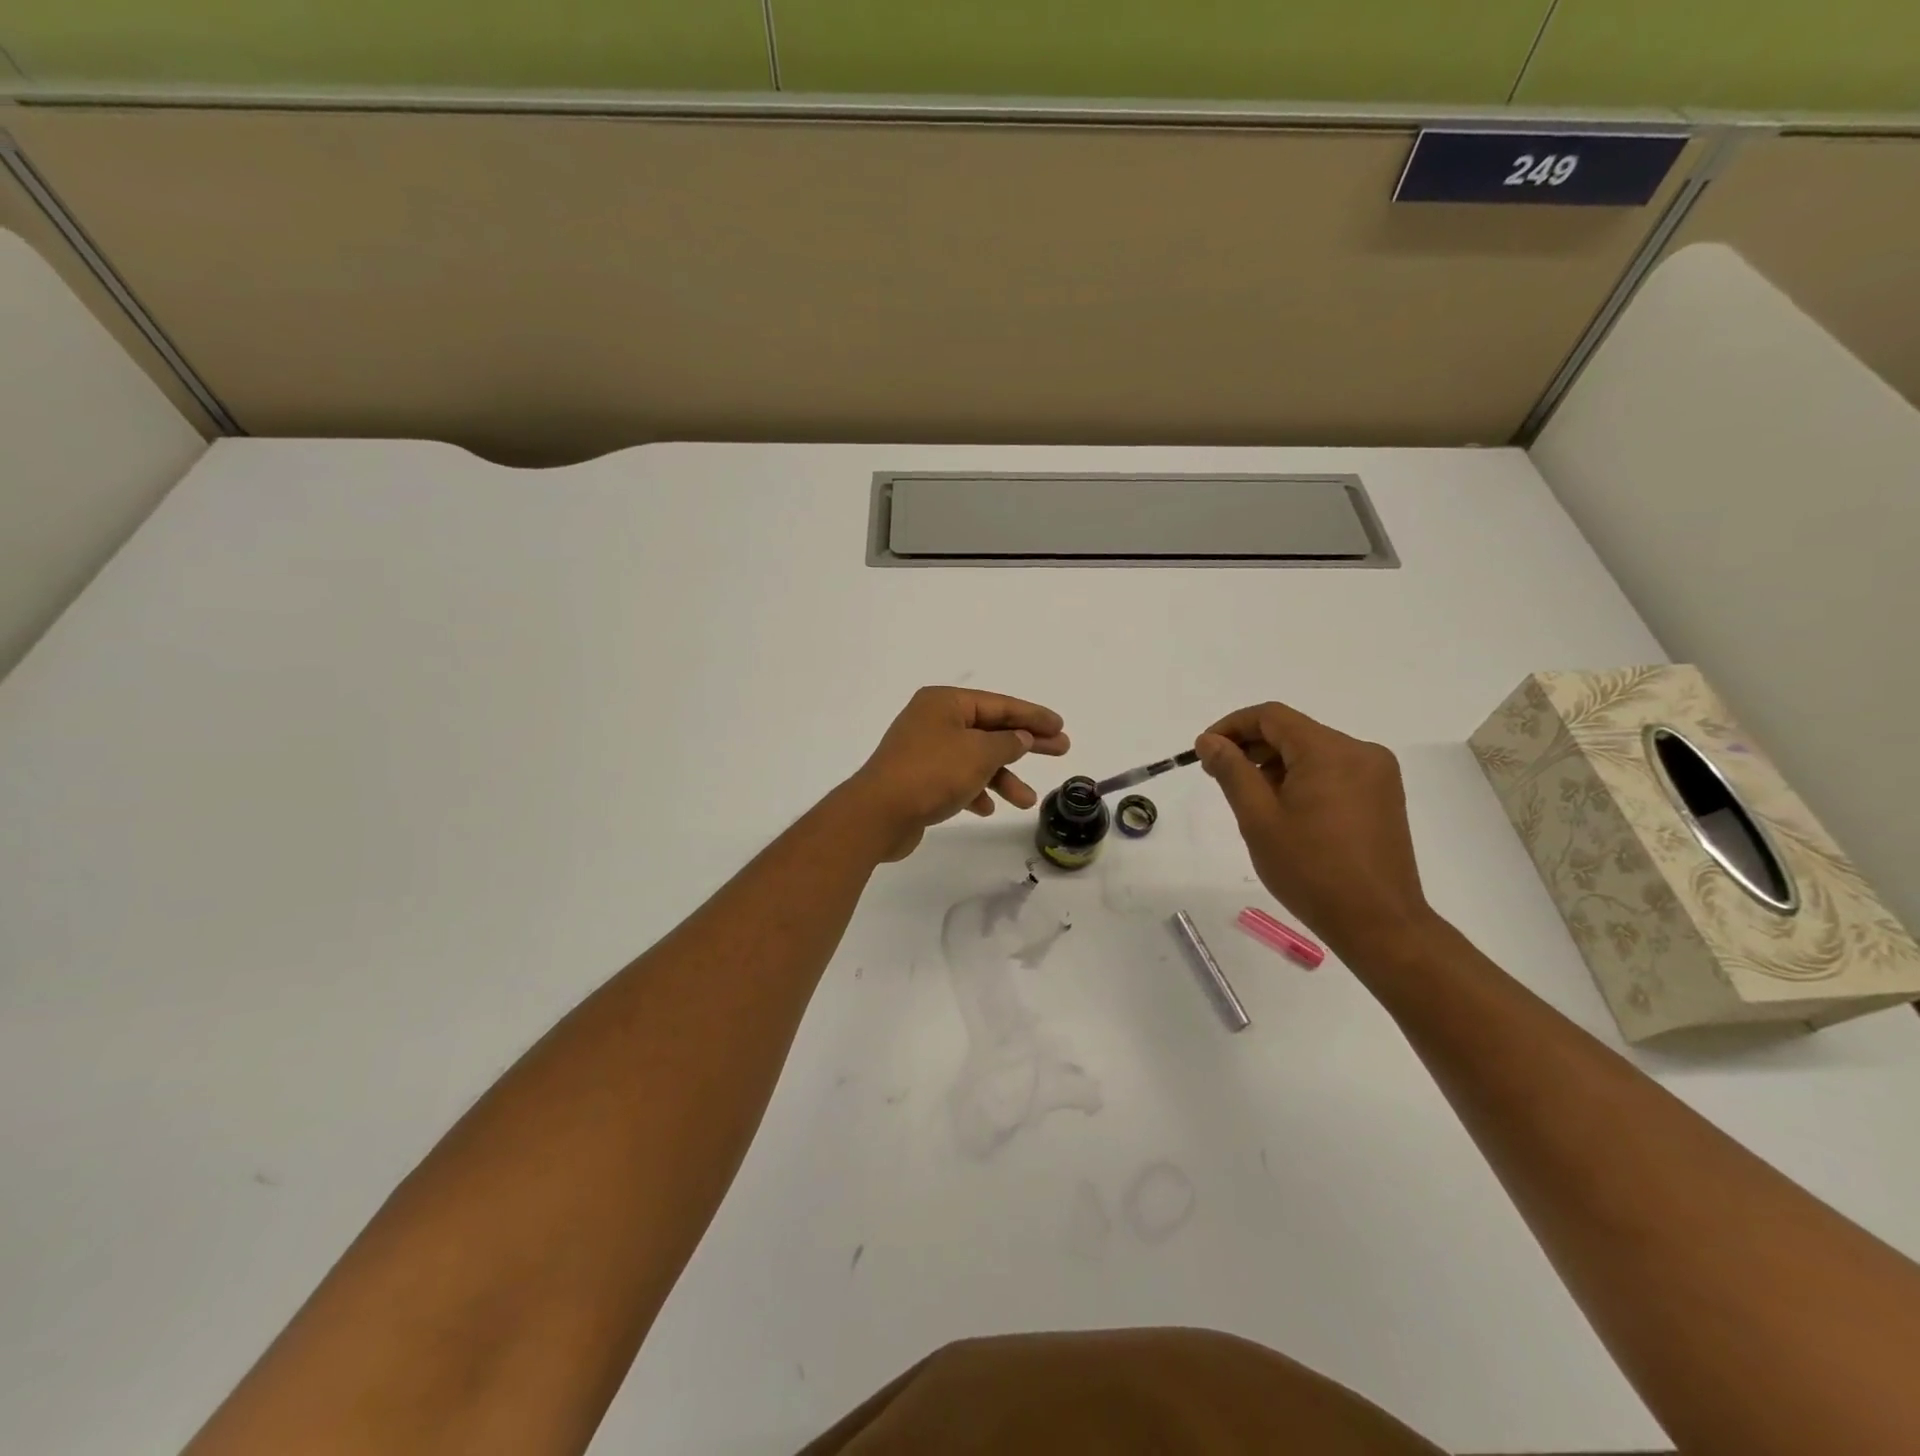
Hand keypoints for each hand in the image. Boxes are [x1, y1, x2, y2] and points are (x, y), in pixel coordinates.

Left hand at [848, 687, 1070, 860]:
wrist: (879, 814)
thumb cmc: (932, 773)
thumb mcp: (979, 753)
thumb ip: (1008, 742)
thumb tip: (1021, 737)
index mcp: (945, 703)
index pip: (999, 704)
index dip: (1033, 716)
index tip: (1060, 726)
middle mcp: (933, 721)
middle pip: (990, 729)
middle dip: (1025, 744)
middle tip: (1061, 750)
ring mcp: (924, 750)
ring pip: (975, 759)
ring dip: (1002, 777)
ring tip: (1027, 801)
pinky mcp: (919, 779)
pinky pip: (957, 779)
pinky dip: (975, 791)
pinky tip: (987, 808)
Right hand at [1196, 702, 1432, 958]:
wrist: (1379, 923)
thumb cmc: (1310, 871)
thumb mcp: (1258, 819)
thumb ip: (1232, 771)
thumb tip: (1210, 741)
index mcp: (1329, 751)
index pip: (1271, 717)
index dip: (1231, 726)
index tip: (1204, 752)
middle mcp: (1360, 752)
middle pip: (1293, 731)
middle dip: (1252, 747)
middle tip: (1219, 777)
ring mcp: (1377, 774)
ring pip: (1313, 751)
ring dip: (1276, 764)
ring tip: (1251, 800)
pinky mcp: (1383, 796)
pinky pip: (1333, 770)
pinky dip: (1302, 778)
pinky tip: (1286, 810)